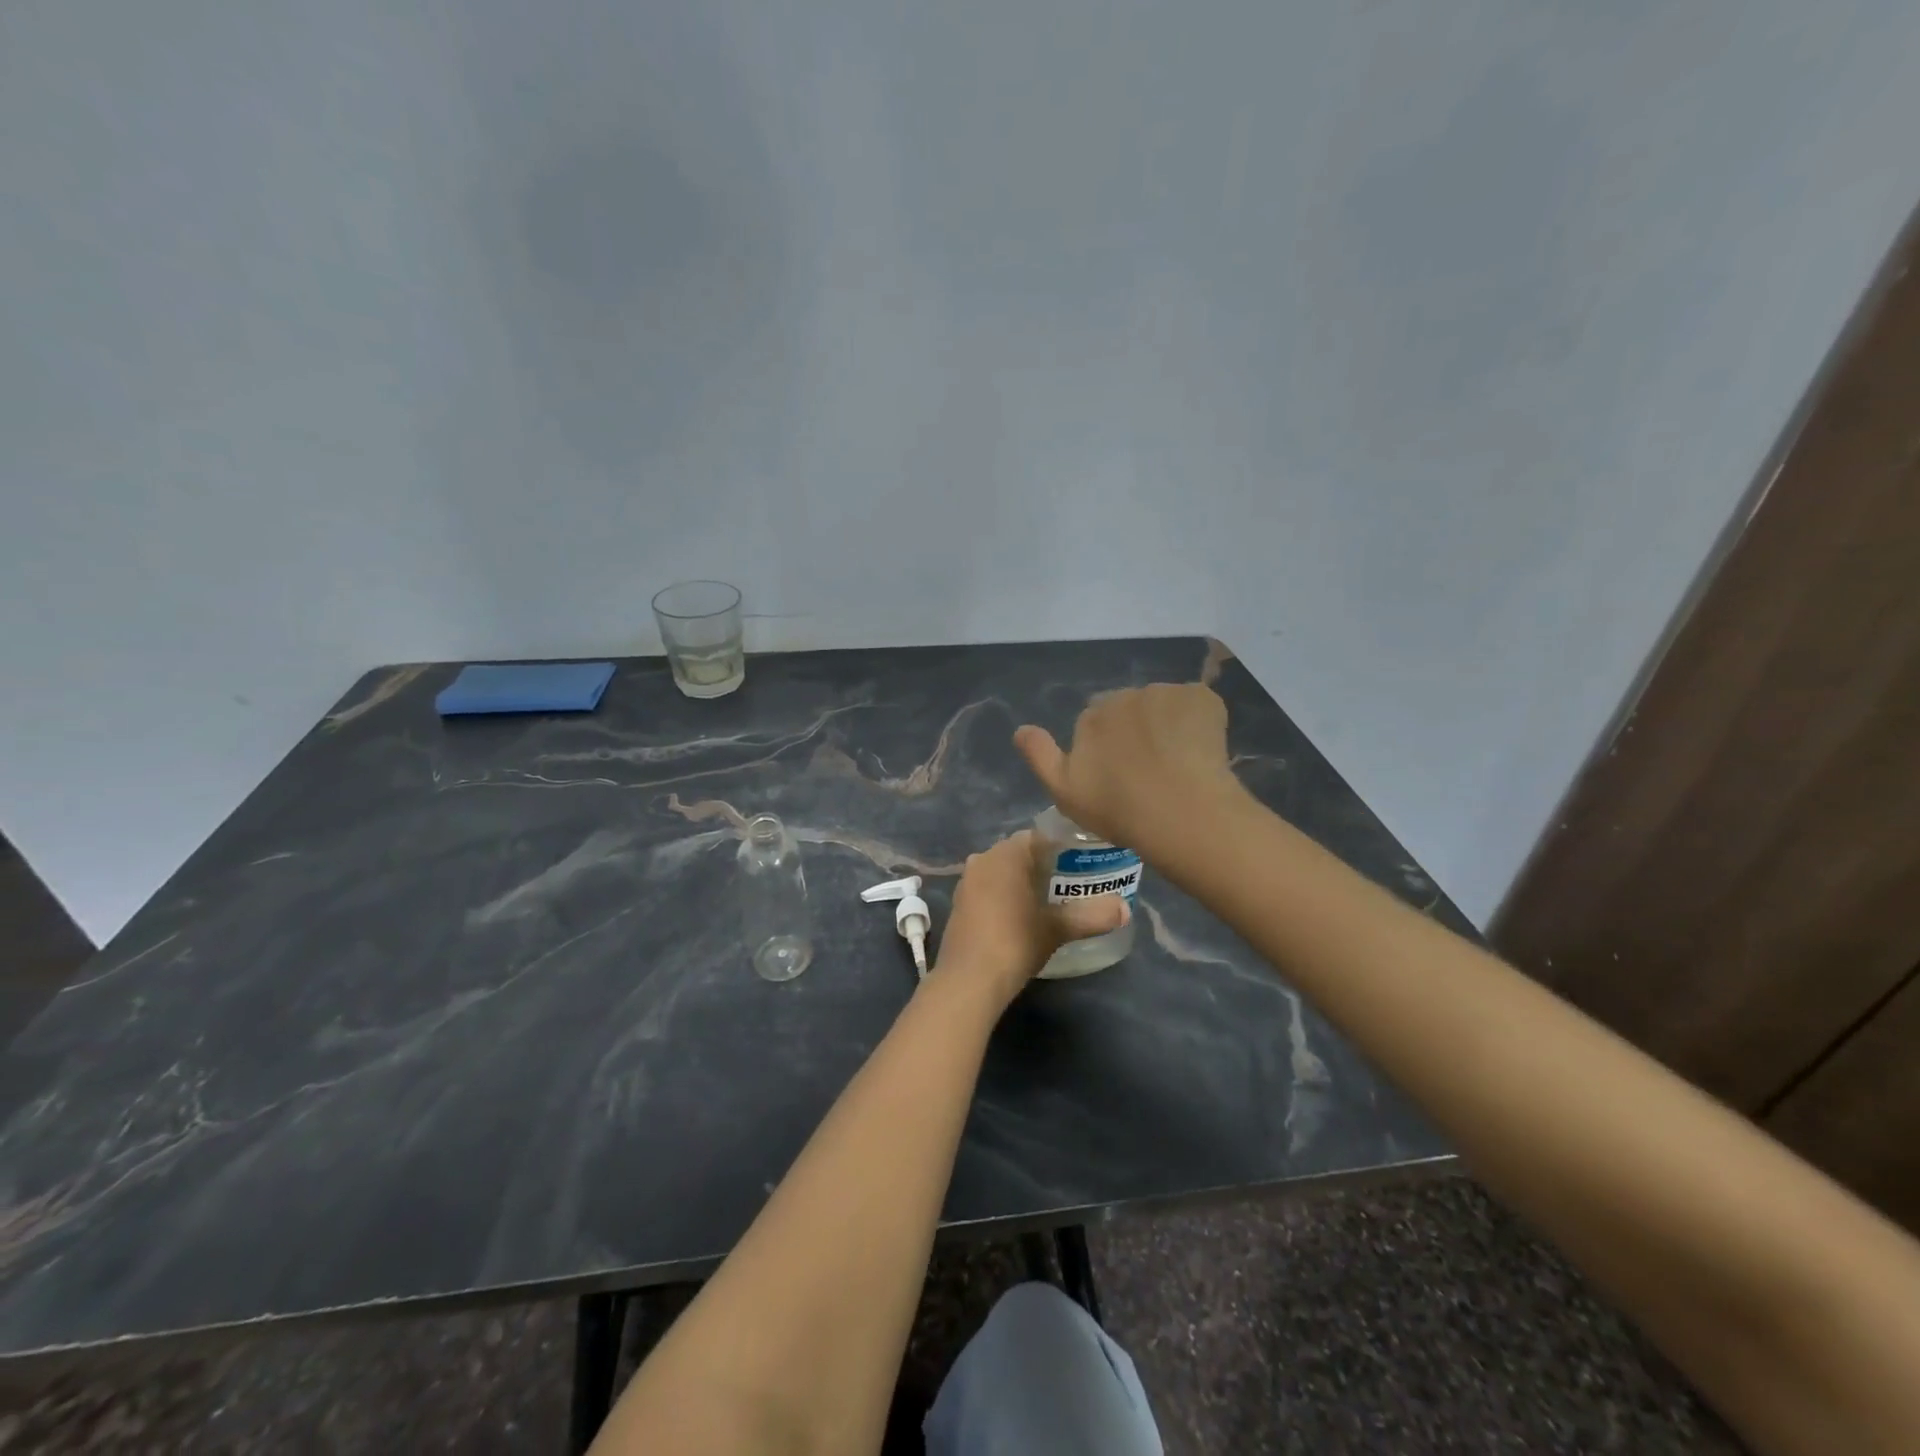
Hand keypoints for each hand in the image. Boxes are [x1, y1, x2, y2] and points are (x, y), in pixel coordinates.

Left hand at [933, 831, 1127, 1003]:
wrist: (969, 980)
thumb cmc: (1015, 942)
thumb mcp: (1057, 929)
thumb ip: (1091, 915)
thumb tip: (1124, 909)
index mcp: (1005, 854)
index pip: (1037, 837)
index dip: (1060, 847)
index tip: (1081, 863)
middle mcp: (982, 859)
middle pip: (1018, 854)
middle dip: (1042, 865)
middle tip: (1070, 883)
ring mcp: (966, 882)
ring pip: (1001, 872)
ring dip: (1022, 882)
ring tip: (1050, 900)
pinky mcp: (959, 905)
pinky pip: (987, 889)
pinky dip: (1004, 896)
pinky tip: (1021, 916)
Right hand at [1014, 684, 1242, 852]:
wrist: (1181, 812)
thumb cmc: (1118, 809)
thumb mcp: (1064, 792)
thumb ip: (1039, 756)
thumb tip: (1020, 729)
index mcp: (1091, 716)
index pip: (1096, 721)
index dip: (1107, 747)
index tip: (1118, 776)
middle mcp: (1125, 694)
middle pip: (1130, 708)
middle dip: (1136, 731)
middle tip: (1149, 771)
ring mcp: (1166, 693)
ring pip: (1164, 706)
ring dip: (1167, 725)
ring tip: (1179, 765)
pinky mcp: (1202, 697)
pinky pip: (1197, 705)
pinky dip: (1199, 722)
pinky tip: (1203, 753)